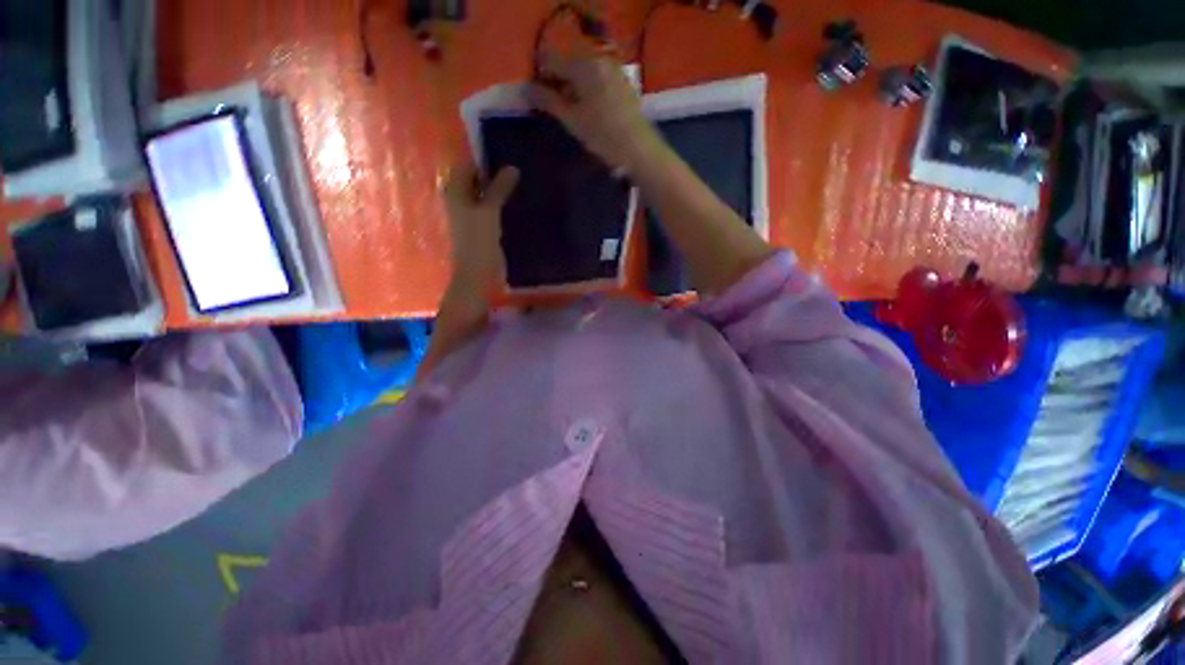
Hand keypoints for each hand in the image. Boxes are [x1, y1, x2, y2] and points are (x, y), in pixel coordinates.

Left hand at [442, 161, 518, 292]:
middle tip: (517, 169)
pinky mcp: (478, 225)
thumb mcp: (489, 212)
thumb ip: (499, 189)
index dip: (484, 159)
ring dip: (497, 189)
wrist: (476, 274)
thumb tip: (512, 168)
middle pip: (475, 179)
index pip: (467, 164)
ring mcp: (468, 213)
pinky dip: (498, 203)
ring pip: (483, 193)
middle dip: (493, 174)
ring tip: (519, 183)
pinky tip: (514, 202)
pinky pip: (488, 207)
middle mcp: (458, 198)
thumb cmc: (478, 241)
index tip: (507, 155)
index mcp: (454, 190)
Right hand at [530, 54, 661, 172]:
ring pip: (584, 72)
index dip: (541, 78)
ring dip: (573, 87)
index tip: (537, 99)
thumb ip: (549, 101)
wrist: (639, 150)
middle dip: (558, 82)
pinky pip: (598, 79)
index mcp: (584, 64)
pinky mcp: (623, 83)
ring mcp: (614, 69)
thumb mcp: (573, 120)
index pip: (552, 61)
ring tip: (572, 113)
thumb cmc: (603, 136)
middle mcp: (600, 59)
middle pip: (569, 64)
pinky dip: (588, 90)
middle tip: (554, 108)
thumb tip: (527, 89)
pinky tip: (589, 111)